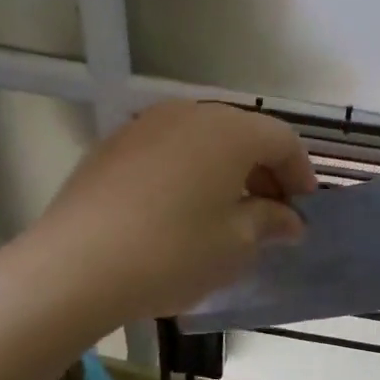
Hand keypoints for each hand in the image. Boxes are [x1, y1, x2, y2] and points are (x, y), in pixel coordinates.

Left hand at [33, 100, 317, 325]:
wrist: (76, 266)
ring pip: (201, 141)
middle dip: (263, 172)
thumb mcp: (236, 245)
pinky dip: (186, 174)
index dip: (300, 175)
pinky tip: (178, 212)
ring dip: (224, 172)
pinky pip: (166, 152)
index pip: (282, 140)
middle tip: (269, 216)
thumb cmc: (173, 253)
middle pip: (241, 134)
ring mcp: (144, 125)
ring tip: (225, 215)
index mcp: (229, 130)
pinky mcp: (111, 146)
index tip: (303, 212)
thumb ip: (270, 222)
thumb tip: (289, 219)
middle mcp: (188, 113)